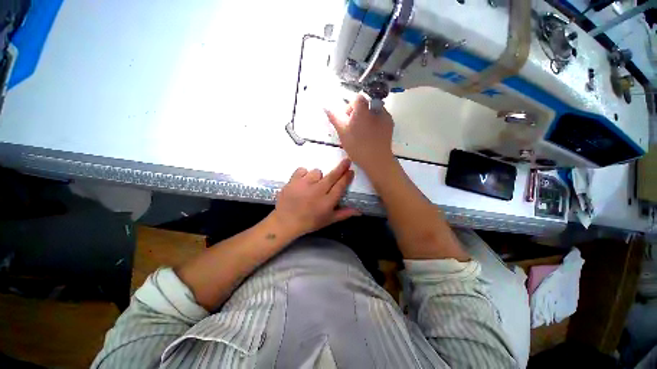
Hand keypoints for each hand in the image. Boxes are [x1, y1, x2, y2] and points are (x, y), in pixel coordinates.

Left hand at [273, 159, 359, 236]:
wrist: (285, 222)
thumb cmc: (309, 222)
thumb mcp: (328, 220)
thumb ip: (344, 214)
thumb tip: (359, 211)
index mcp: (327, 201)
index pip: (340, 186)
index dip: (347, 177)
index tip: (351, 171)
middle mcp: (318, 191)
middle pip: (332, 176)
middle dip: (341, 167)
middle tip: (347, 160)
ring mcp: (305, 184)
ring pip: (316, 172)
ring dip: (317, 176)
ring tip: (312, 184)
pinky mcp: (293, 180)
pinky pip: (302, 170)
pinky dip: (303, 174)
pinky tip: (302, 182)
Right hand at [325, 94, 394, 172]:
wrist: (377, 160)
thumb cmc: (357, 146)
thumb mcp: (342, 132)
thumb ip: (334, 118)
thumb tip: (325, 107)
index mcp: (363, 109)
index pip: (356, 98)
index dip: (350, 108)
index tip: (348, 121)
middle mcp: (376, 108)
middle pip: (365, 104)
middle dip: (358, 113)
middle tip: (354, 128)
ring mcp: (385, 116)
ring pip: (373, 111)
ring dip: (366, 117)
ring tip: (363, 133)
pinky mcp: (390, 124)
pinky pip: (380, 118)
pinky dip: (374, 122)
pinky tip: (371, 135)